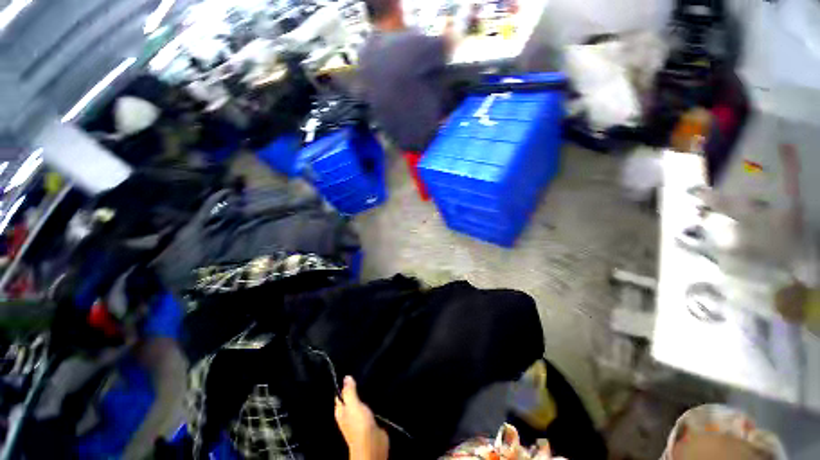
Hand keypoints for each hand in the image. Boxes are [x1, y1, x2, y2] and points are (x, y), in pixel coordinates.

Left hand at [335, 376, 388, 459]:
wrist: (373, 444)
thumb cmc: (359, 425)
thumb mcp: (352, 405)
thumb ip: (349, 391)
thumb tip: (346, 377)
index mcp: (341, 411)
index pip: (340, 394)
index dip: (344, 384)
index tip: (351, 369)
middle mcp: (349, 414)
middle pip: (351, 397)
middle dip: (357, 386)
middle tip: (364, 370)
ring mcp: (360, 417)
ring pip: (362, 401)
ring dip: (366, 392)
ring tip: (371, 376)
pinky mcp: (371, 419)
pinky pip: (371, 405)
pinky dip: (373, 399)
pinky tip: (378, 390)